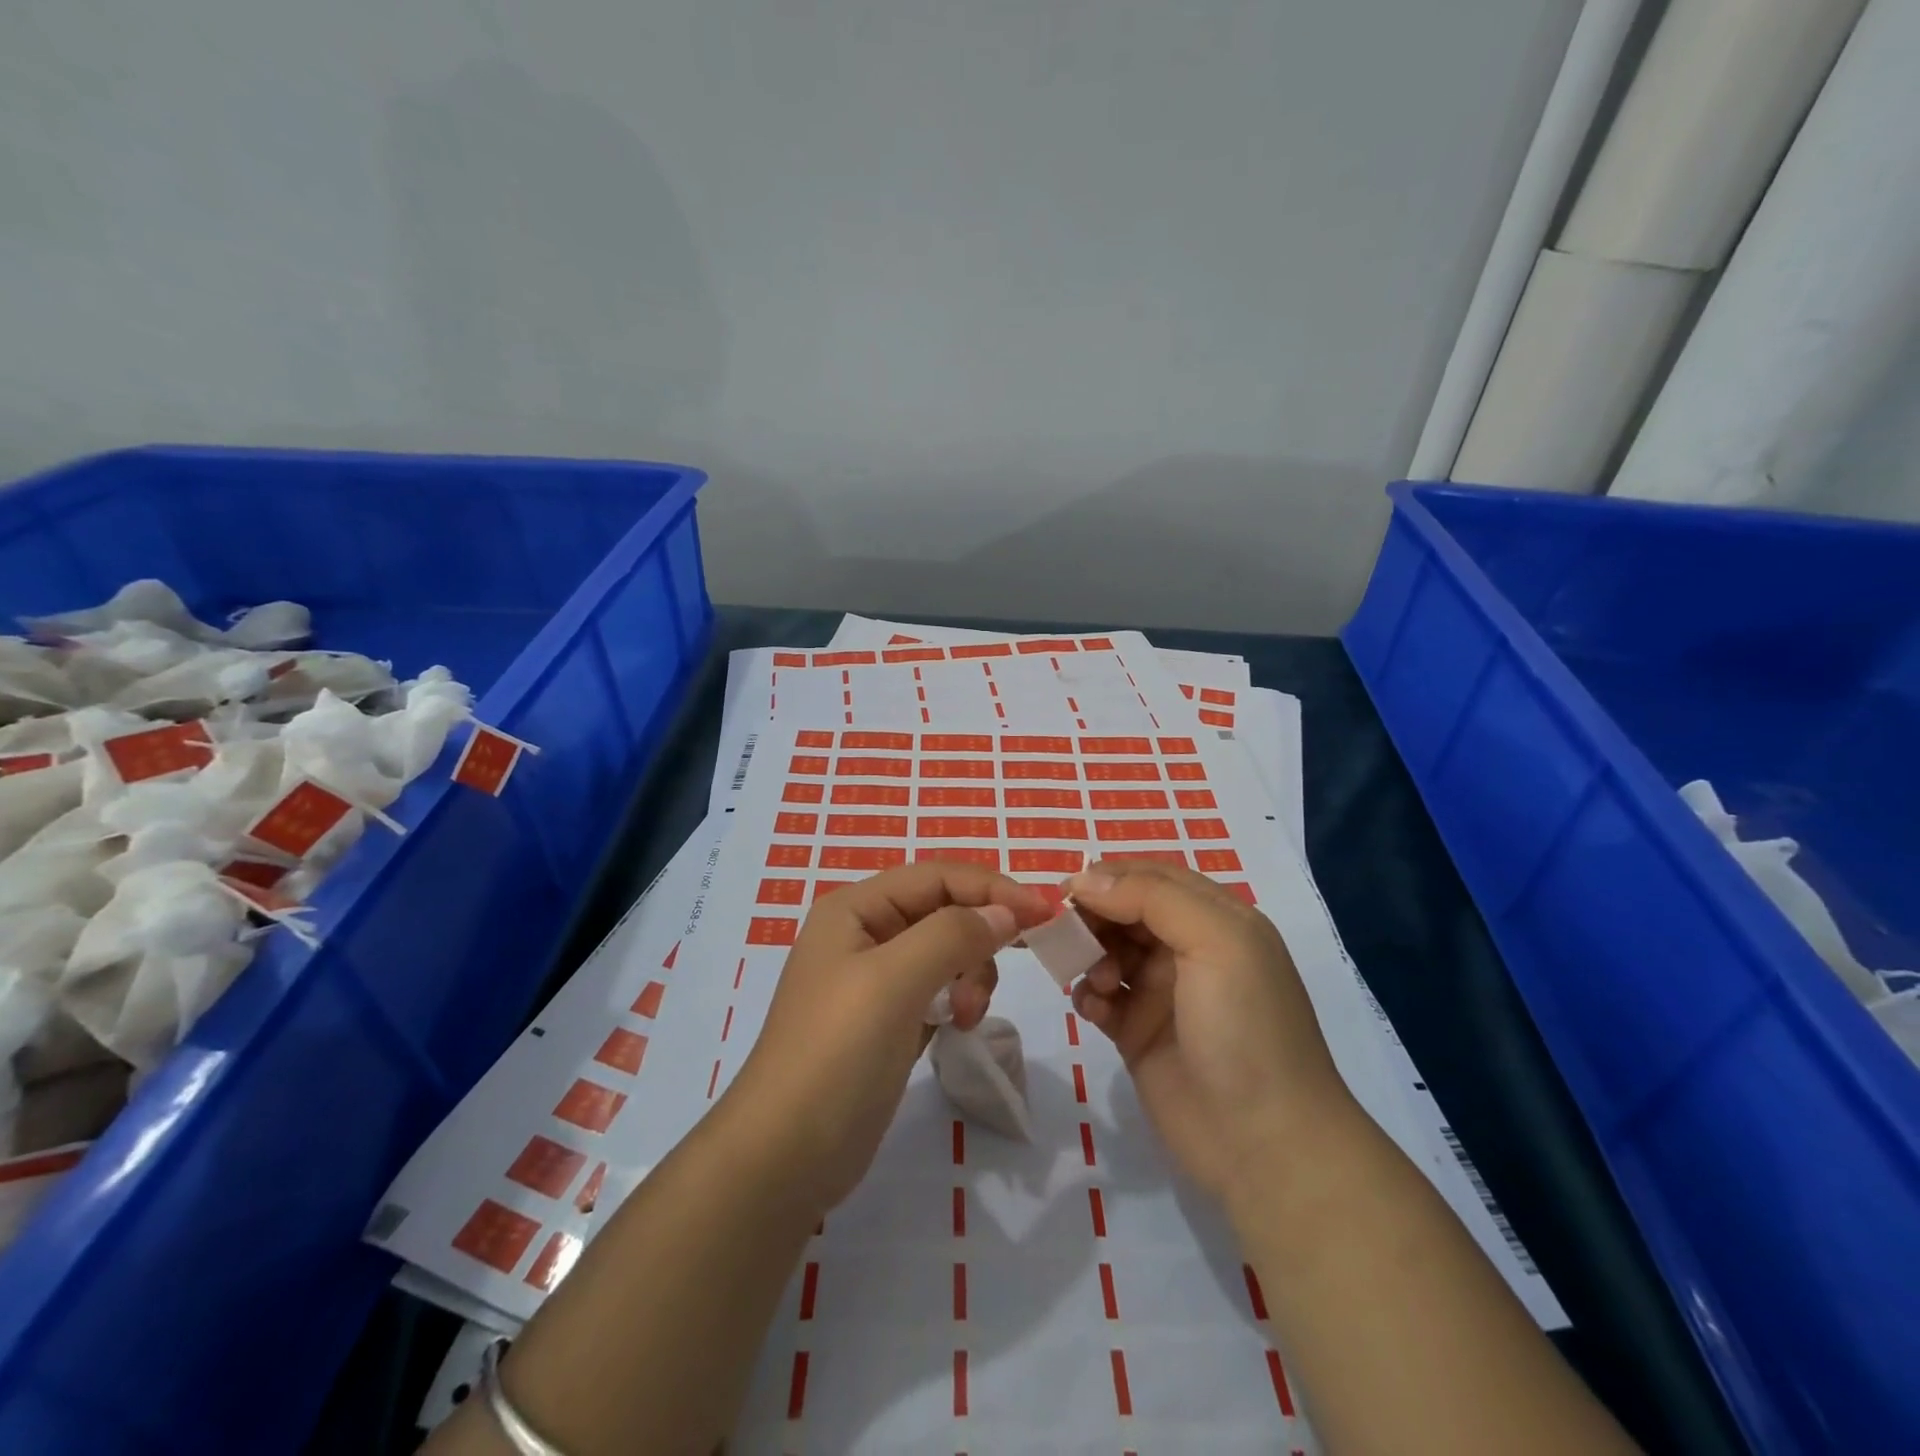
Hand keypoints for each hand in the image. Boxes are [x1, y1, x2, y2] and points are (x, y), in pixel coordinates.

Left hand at [724, 862, 1052, 1213]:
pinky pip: (938, 990)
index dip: (992, 888)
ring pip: (947, 952)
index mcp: (855, 908)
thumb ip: (953, 934)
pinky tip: (955, 1028)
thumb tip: (1005, 911)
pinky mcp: (886, 1020)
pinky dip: (956, 1001)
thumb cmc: (837, 1054)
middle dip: (977, 942)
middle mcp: (864, 933)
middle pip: (944, 912)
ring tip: (964, 1018)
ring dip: (969, 976)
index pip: (937, 877)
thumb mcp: (895, 982)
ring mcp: (874, 979)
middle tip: (983, 990)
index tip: (1045, 914)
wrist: (785, 1157)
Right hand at [1066, 859, 1353, 1200]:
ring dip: (1090, 956)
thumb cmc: (1245, 1028)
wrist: (1265, 1145)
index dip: (1109, 878)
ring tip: (1098, 983)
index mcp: (1215, 919)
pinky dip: (1089, 996)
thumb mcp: (1215, 942)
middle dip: (1093, 917)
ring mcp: (1162, 993)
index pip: (1152, 877)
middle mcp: (1188, 949)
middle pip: (1124, 911)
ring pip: (1107, 951)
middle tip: (1067, 935)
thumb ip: (1152, 898)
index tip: (1069, 891)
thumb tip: (1086, 878)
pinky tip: (1094, 1012)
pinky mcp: (1138, 1033)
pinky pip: (1101, 998)